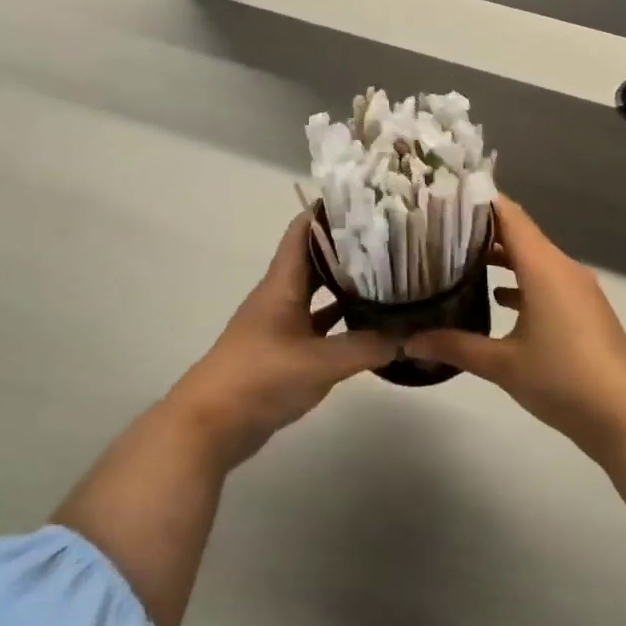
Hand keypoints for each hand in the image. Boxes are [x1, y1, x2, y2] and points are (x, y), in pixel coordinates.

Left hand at [168, 212, 394, 463]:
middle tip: (393, 238)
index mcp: (282, 283)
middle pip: (315, 259)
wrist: (211, 424)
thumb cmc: (261, 378)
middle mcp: (280, 296)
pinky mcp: (284, 351)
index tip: (368, 201)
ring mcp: (281, 324)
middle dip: (349, 246)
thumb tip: (414, 336)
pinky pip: (319, 325)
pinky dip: (342, 321)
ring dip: (347, 283)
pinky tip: (371, 324)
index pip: (303, 230)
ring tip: (390, 274)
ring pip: (318, 293)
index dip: (330, 210)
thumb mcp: (321, 362)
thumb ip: (369, 347)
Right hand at [404, 197, 625, 449]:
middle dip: (480, 230)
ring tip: (457, 260)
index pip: (509, 215)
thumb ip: (454, 346)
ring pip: (533, 259)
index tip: (442, 196)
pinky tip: (496, 298)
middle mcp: (562, 268)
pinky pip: (546, 281)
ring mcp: (577, 288)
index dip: (478, 201)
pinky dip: (520, 282)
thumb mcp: (502, 364)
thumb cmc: (562, 379)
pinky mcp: (584, 309)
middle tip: (437, 231)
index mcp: (544, 268)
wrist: (625, 415)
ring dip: (500, 258)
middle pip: (519, 234)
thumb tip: (408, 341)